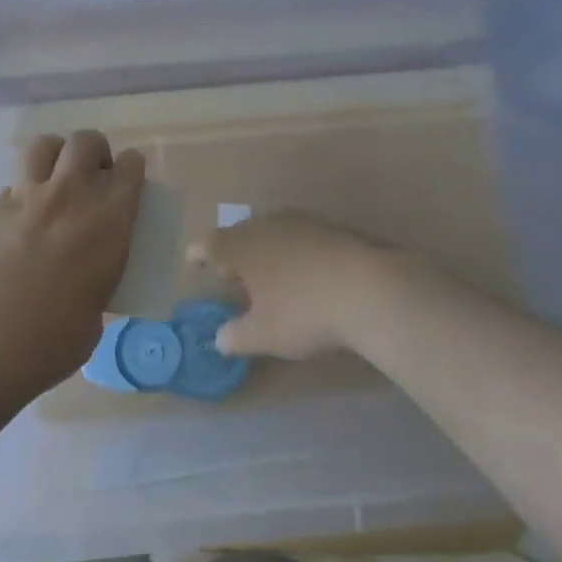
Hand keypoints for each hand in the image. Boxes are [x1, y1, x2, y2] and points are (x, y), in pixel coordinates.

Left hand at [0, 130, 146, 389]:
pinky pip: (11, 186)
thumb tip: (84, 282)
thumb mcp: (96, 312)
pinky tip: (17, 223)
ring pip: (43, 145)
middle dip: (94, 151)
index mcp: (108, 221)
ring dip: (55, 156)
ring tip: (54, 180)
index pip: (131, 168)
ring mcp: (27, 197)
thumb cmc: (53, 338)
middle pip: (86, 141)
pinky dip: (20, 196)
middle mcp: (70, 195)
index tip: (129, 178)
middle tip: (92, 175)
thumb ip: (96, 281)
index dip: (132, 168)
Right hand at [190, 212, 408, 360]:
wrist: (369, 289)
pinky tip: (305, 272)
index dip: (199, 253)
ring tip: (268, 273)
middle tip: (231, 273)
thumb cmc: (303, 312)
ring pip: (272, 232)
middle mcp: (266, 226)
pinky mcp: (332, 228)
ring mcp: (301, 222)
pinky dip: (294, 251)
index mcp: (242, 246)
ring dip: (265, 250)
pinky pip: (301, 236)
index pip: (210, 244)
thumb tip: (220, 338)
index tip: (192, 259)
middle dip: (233, 252)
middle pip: (241, 233)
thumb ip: (236, 336)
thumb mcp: (263, 335)